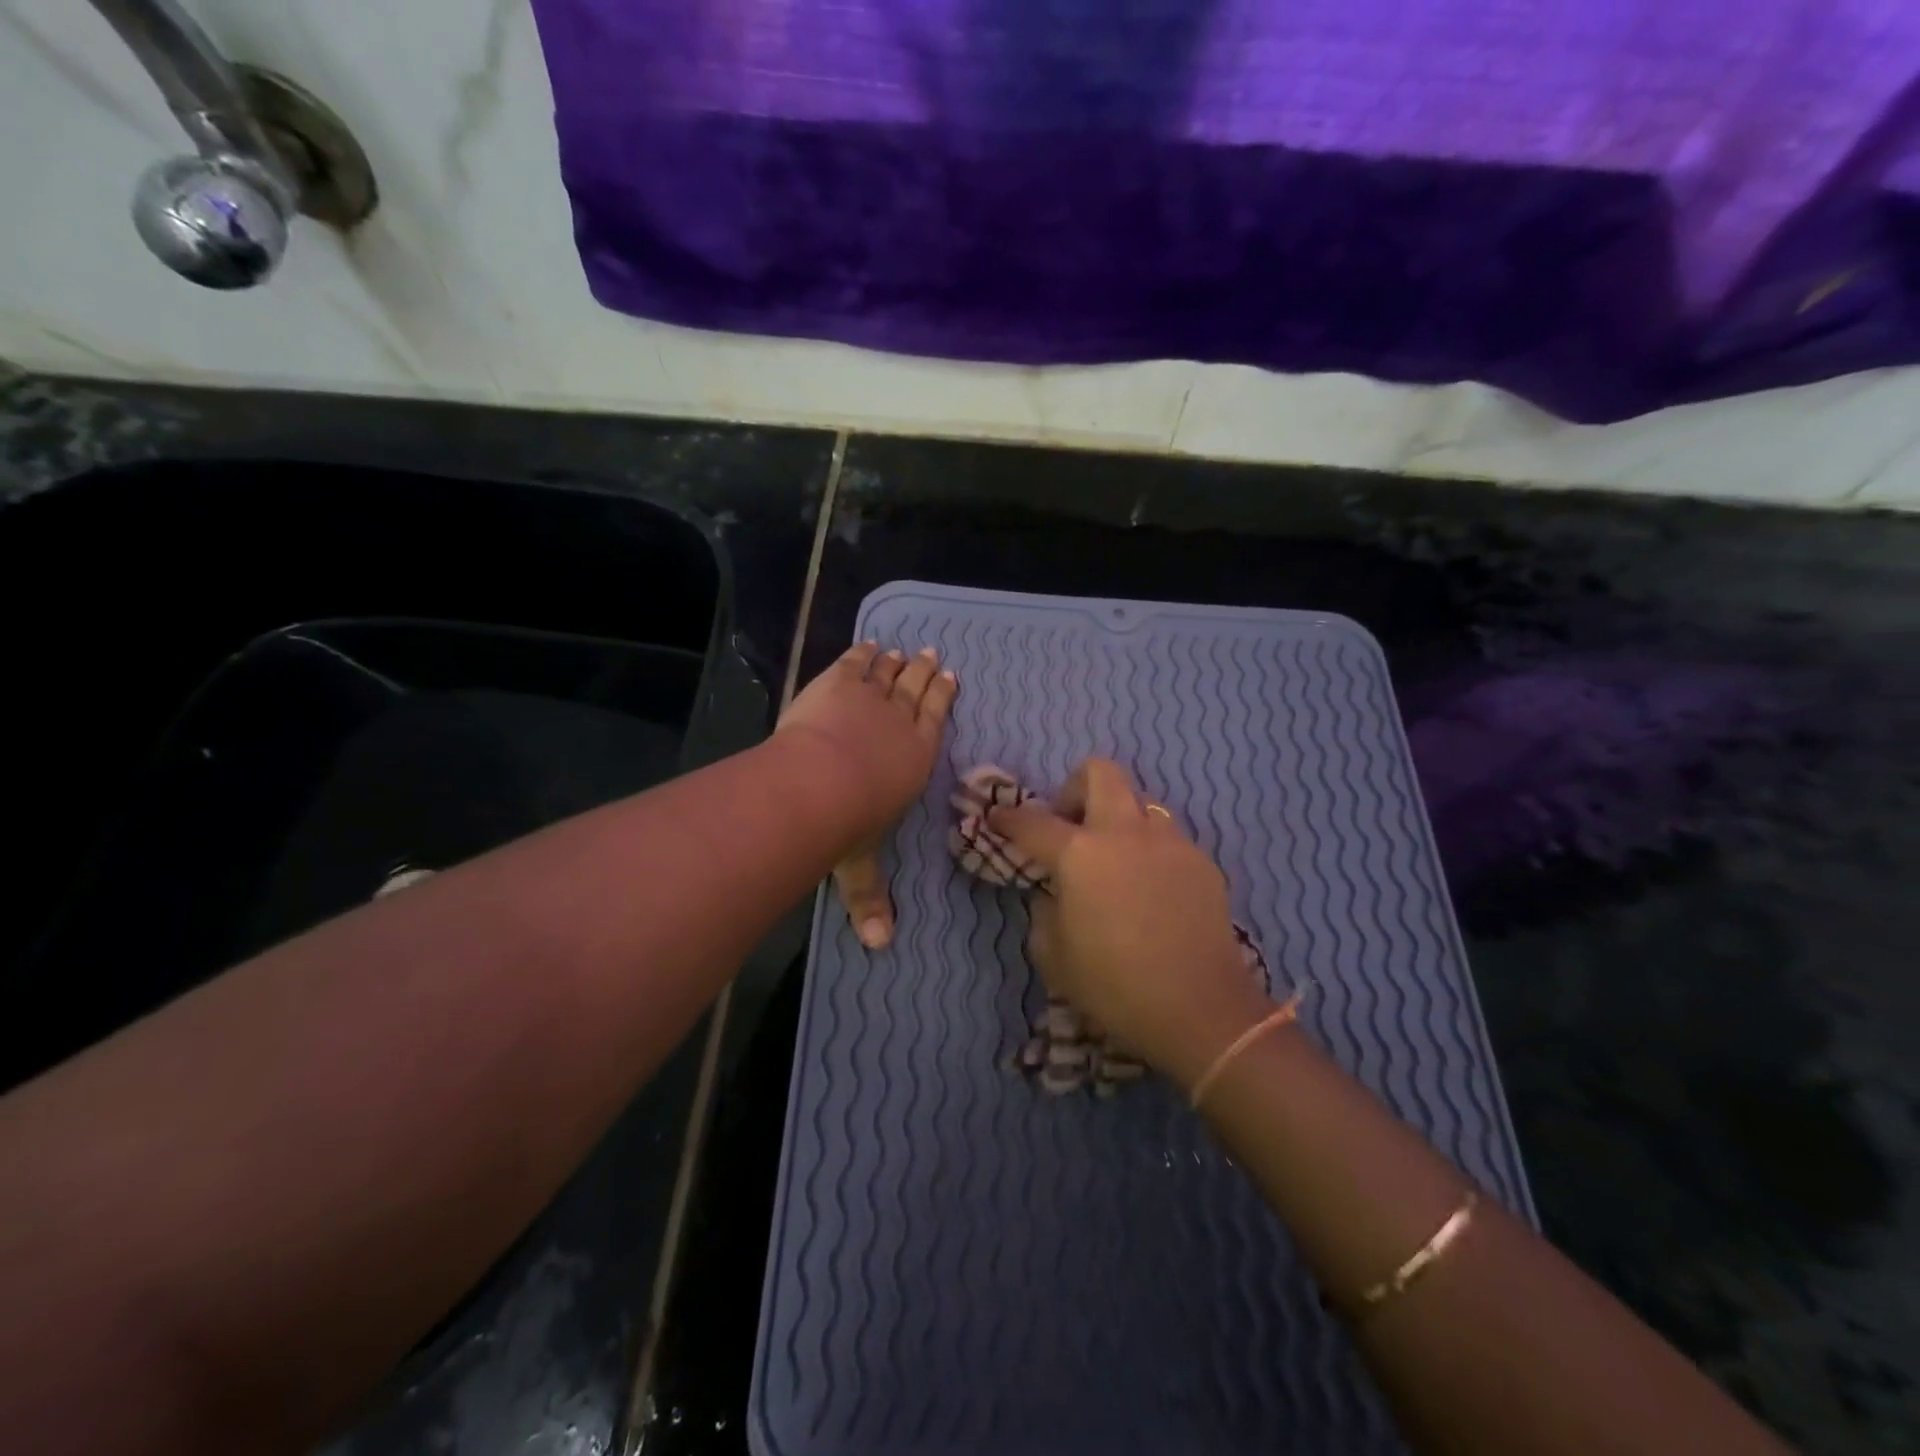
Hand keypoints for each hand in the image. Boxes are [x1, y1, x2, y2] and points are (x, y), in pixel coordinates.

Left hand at [777, 642, 957, 948]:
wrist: (818, 783)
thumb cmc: (848, 824)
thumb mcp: (860, 865)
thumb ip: (869, 899)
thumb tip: (878, 946)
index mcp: (915, 759)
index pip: (936, 720)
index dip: (943, 697)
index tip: (949, 677)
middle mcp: (900, 723)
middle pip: (916, 689)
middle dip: (924, 672)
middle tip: (932, 655)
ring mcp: (869, 698)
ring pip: (888, 673)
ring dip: (896, 661)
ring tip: (902, 649)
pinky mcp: (837, 682)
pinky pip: (854, 662)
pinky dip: (861, 652)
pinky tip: (865, 645)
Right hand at [989, 758, 1273, 1089]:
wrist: (1201, 1010)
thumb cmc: (1114, 987)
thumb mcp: (1054, 956)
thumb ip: (1045, 910)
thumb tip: (1054, 890)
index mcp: (1080, 854)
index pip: (1033, 822)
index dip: (1008, 818)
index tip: (997, 818)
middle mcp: (1125, 833)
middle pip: (1100, 773)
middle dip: (1074, 788)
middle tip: (1069, 826)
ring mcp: (1169, 843)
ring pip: (1140, 802)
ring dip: (1118, 819)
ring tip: (1114, 861)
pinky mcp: (1202, 862)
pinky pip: (1167, 838)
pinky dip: (1148, 850)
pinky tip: (1149, 890)